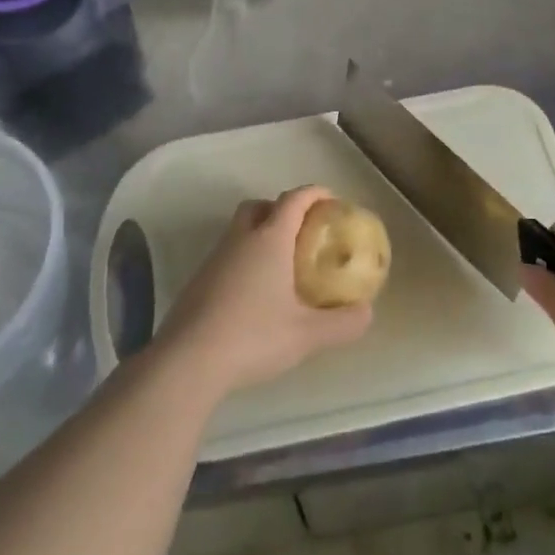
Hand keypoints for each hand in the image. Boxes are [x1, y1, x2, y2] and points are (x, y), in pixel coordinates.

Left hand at [156, 185, 374, 398]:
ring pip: (239, 230)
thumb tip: (367, 312)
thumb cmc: (253, 337)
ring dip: (260, 234)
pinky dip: (244, 259)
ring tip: (282, 265)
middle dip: (281, 209)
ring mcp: (214, 259)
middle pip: (259, 207)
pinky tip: (255, 293)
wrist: (188, 360)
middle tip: (302, 231)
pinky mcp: (198, 281)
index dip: (314, 194)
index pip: (293, 200)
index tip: (331, 200)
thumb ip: (343, 323)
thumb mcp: (307, 335)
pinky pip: (227, 255)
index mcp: (269, 240)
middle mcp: (239, 240)